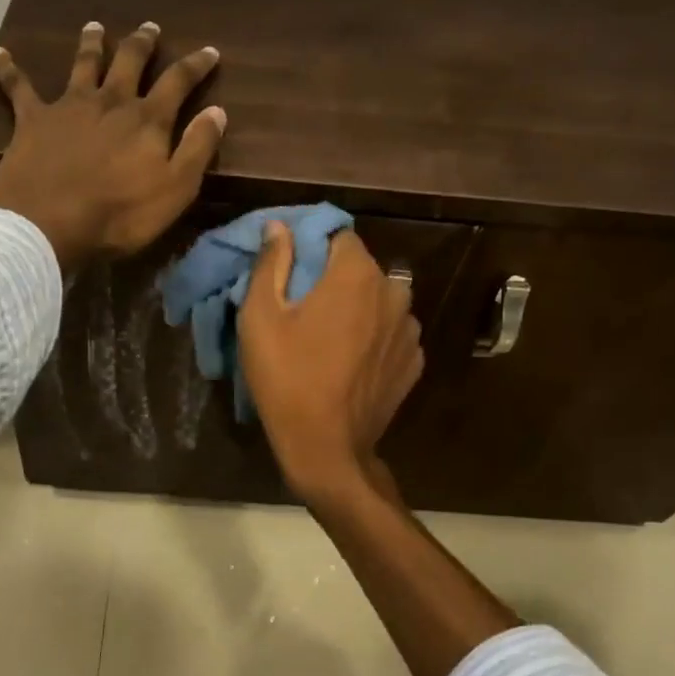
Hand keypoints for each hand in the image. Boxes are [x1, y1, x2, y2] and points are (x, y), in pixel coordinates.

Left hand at [0, 21, 225, 269]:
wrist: (48, 222)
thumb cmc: (120, 214)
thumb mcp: (176, 189)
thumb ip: (198, 148)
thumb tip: (217, 111)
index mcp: (147, 119)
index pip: (178, 82)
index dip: (195, 65)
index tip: (209, 50)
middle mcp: (110, 101)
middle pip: (129, 62)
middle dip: (142, 43)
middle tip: (150, 27)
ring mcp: (69, 106)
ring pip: (82, 64)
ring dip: (91, 44)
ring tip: (95, 26)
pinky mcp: (32, 119)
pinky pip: (18, 87)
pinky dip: (8, 69)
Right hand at [238, 223, 424, 503]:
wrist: (326, 448)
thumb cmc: (286, 378)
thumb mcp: (260, 317)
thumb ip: (270, 263)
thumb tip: (279, 227)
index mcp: (356, 275)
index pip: (338, 236)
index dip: (313, 248)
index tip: (292, 272)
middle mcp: (393, 293)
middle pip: (362, 269)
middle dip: (336, 279)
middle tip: (306, 308)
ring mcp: (409, 330)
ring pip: (381, 301)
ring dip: (360, 308)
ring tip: (333, 337)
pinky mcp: (414, 363)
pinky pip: (392, 334)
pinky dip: (375, 338)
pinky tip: (353, 362)